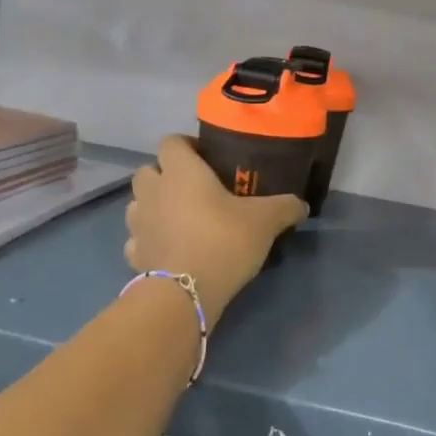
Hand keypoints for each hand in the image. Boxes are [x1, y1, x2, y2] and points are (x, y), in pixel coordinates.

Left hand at [125, 135, 306, 324]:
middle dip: (165, 176)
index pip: (170, 142)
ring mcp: (138, 224)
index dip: (186, 146)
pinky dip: (148, 240)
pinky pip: (136, 239)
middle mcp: (153, 191)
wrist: (186, 293)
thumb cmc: (223, 240)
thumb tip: (301, 205)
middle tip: (193, 189)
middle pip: (148, 171)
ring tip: (179, 219)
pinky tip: (169, 249)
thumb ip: (285, 207)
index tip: (206, 158)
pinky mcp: (134, 255)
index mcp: (181, 171)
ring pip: (138, 204)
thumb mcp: (265, 220)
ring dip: (153, 206)